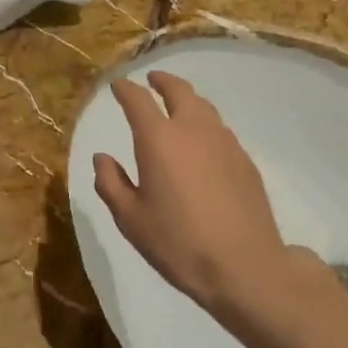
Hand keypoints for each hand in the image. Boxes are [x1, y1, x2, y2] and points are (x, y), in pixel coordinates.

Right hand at [92, 71, 300, 322]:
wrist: (245, 267)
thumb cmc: (178, 242)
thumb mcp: (130, 219)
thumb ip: (110, 183)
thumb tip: (102, 158)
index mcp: (158, 139)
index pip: (138, 99)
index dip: (125, 88)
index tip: (118, 84)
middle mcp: (192, 129)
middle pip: (178, 90)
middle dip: (162, 81)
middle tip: (152, 80)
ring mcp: (223, 142)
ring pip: (203, 106)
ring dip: (187, 99)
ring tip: (178, 106)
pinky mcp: (244, 160)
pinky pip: (220, 129)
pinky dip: (205, 124)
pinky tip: (202, 143)